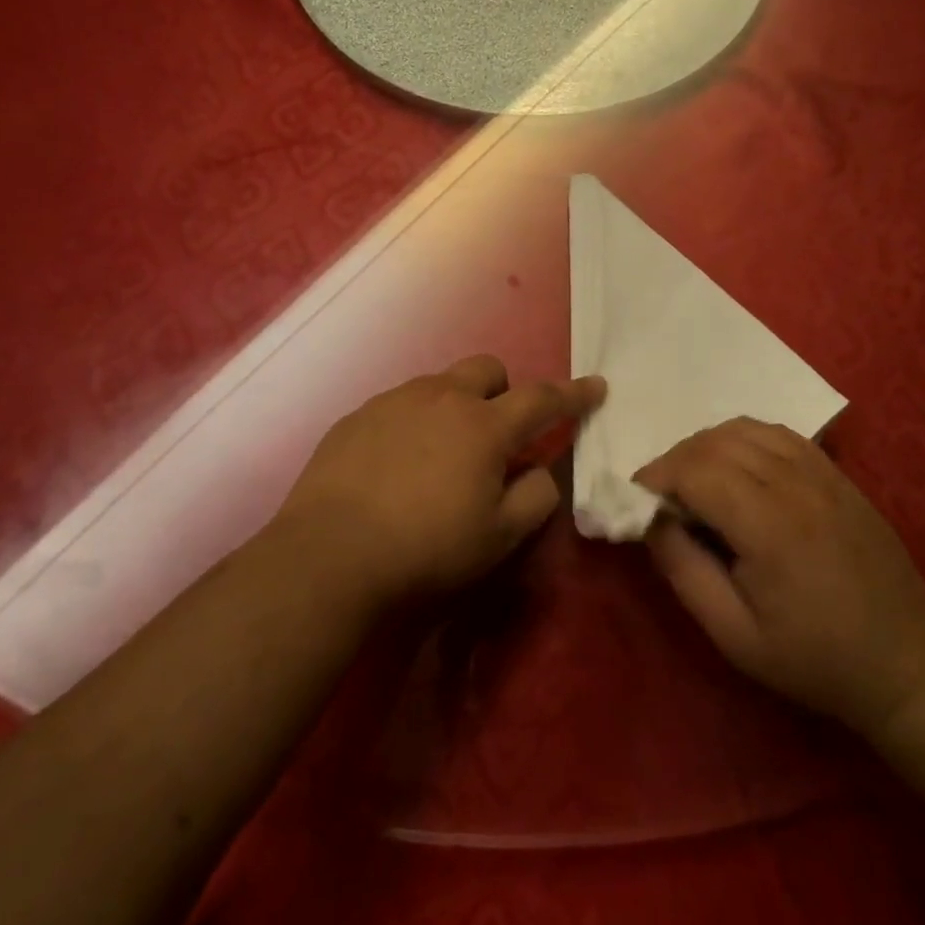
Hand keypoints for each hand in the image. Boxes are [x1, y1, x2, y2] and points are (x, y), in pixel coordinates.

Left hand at [266, 356, 604, 613]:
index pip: (543, 398)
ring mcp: (395, 401)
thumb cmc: (425, 549)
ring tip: (441, 455)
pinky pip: (400, 404)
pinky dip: (414, 422)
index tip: (595, 386)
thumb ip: (535, 496)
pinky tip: (396, 465)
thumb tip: (541, 470)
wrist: (328, 555)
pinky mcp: (357, 416)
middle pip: (487, 369)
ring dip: (456, 406)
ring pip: (440, 383)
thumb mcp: (499, 537)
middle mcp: (442, 398)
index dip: (574, 393)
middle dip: (504, 391)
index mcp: (485, 426)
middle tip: (497, 435)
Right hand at [636, 418, 924, 738]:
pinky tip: (737, 469)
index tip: (636, 498)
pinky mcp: (836, 473)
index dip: (657, 476)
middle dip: (675, 460)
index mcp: (770, 527)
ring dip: (707, 445)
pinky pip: (777, 433)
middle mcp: (795, 485)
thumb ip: (684, 572)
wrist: (906, 661)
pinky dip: (743, 439)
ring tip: (694, 480)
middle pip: (716, 442)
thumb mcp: (734, 635)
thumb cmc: (815, 658)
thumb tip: (651, 521)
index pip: (696, 471)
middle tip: (661, 495)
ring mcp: (821, 473)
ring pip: (745, 429)